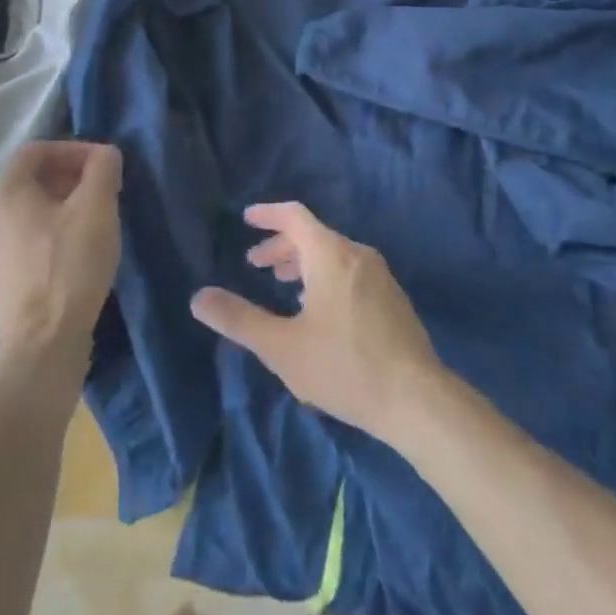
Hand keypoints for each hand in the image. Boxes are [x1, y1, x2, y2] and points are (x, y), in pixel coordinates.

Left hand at [0, 140, 121, 378]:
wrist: (42, 346)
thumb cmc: (70, 266)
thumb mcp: (97, 208)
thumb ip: (103, 169)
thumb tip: (104, 153)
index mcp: (5, 191)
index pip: (36, 150)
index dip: (72, 149)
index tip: (102, 165)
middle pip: (29, 180)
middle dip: (68, 177)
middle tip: (101, 191)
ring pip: (26, 212)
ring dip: (60, 206)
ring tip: (92, 221)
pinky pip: (22, 241)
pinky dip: (48, 235)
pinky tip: (73, 255)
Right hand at [190, 202, 441, 440]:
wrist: (417, 400)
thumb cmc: (345, 367)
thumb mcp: (282, 347)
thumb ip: (239, 319)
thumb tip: (198, 297)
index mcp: (330, 254)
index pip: (294, 216)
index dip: (267, 214)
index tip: (246, 219)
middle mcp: (357, 254)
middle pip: (313, 236)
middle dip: (281, 247)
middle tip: (256, 266)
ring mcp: (380, 275)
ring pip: (333, 255)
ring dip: (304, 263)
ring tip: (284, 287)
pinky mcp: (392, 298)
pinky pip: (350, 272)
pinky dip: (326, 277)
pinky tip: (320, 311)